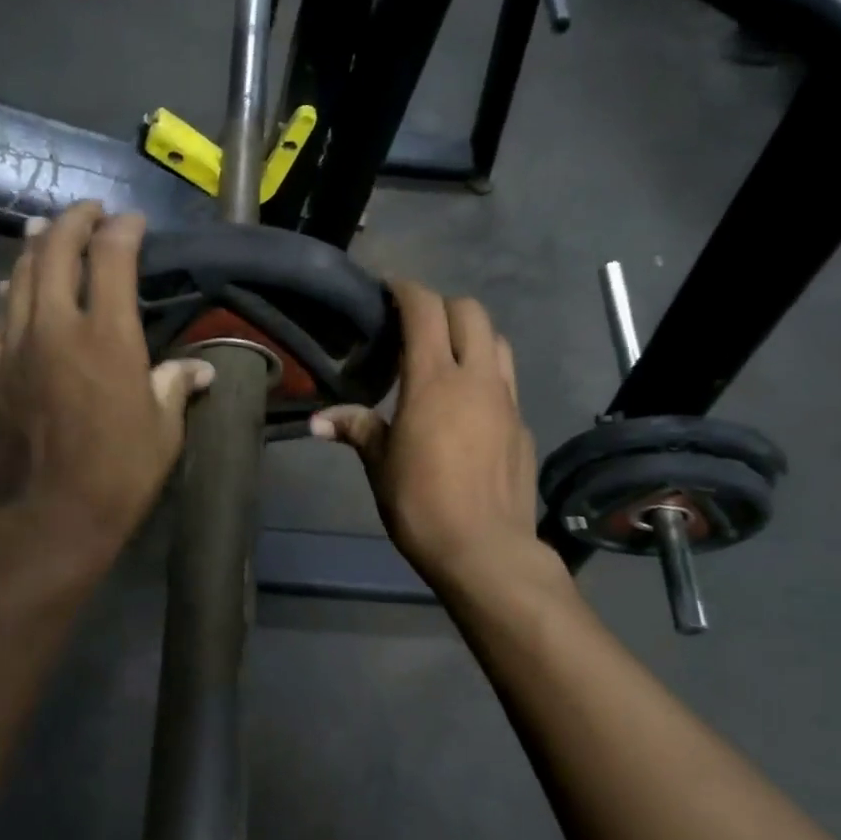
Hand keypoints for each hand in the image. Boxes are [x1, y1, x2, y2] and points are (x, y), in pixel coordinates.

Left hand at [0, 203, 212, 552]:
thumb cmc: (120, 473)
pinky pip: (1, 315)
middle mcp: (55, 327)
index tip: (133, 222)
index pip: (111, 258)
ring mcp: (16, 346)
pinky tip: (14, 286)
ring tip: (44, 230)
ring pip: (19, 276)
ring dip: (35, 247)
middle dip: (73, 221)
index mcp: (107, 337)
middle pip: (54, 251)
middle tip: (88, 212)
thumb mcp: (163, 430)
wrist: (50, 516)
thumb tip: (200, 370)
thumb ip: (176, 386)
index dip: (123, 231)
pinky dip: (13, 290)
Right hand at [312, 280, 540, 584]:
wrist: (486, 550)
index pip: (426, 310)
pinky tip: (469, 408)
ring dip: (472, 336)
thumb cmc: (421, 504)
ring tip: (447, 358)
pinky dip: (487, 377)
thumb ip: (356, 430)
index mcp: (436, 380)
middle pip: (471, 312)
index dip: (407, 290)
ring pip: (498, 342)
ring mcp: (508, 401)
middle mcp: (478, 378)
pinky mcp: (523, 426)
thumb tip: (317, 420)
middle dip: (442, 307)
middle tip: (416, 326)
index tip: (389, 289)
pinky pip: (507, 383)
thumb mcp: (380, 465)